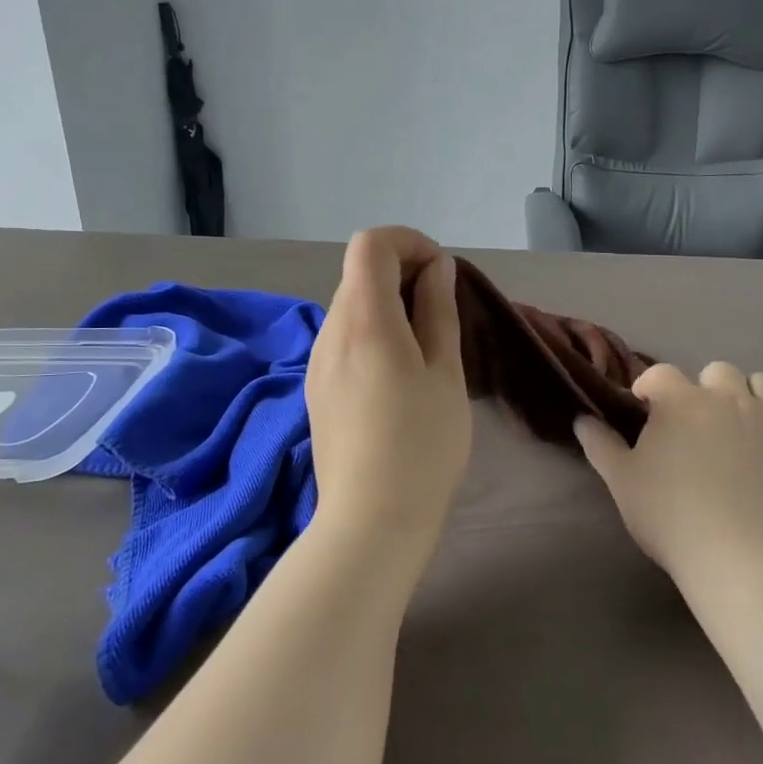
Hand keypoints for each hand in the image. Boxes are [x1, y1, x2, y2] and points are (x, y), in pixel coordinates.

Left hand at [306, 227, 471, 564]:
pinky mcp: (317, 387)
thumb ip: (438, 311)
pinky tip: (398, 375)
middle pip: (360, 273)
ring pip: (352, 306)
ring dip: (389, 305)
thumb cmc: (423, 445)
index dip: (409, 243)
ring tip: (425, 346)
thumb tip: (435, 268)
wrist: (371, 520)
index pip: (371, 244)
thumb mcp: (445, 372)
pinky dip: (373, 332)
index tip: (441, 274)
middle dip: (403, 273)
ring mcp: (318, 362)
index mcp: (365, 321)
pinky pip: (344, 338)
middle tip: (442, 312)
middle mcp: (331, 332)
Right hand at [575, 363, 762, 582]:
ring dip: (751, 397)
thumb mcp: (622, 481)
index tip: (642, 408)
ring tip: (739, 426)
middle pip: (718, 371)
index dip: (648, 387)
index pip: (660, 374)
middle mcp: (729, 399)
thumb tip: (581, 419)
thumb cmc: (670, 514)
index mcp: (682, 400)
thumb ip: (601, 446)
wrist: (740, 556)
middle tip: (694, 421)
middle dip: (704, 387)